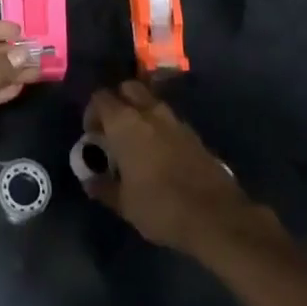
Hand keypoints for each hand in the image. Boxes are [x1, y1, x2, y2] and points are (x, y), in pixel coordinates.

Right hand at [82, 82, 270, 254]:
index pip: (100, 98)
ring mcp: (175, 121)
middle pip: (128, 89)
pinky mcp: (194, 134)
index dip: (92, 112)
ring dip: (140, 113)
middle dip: (118, 102)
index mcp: (125, 123)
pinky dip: (159, 127)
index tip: (92, 135)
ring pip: (151, 102)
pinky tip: (159, 154)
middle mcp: (149, 112)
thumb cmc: (160, 207)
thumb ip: (103, 187)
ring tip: (136, 142)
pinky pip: (169, 120)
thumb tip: (90, 181)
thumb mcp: (124, 204)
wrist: (216, 217)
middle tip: (113, 129)